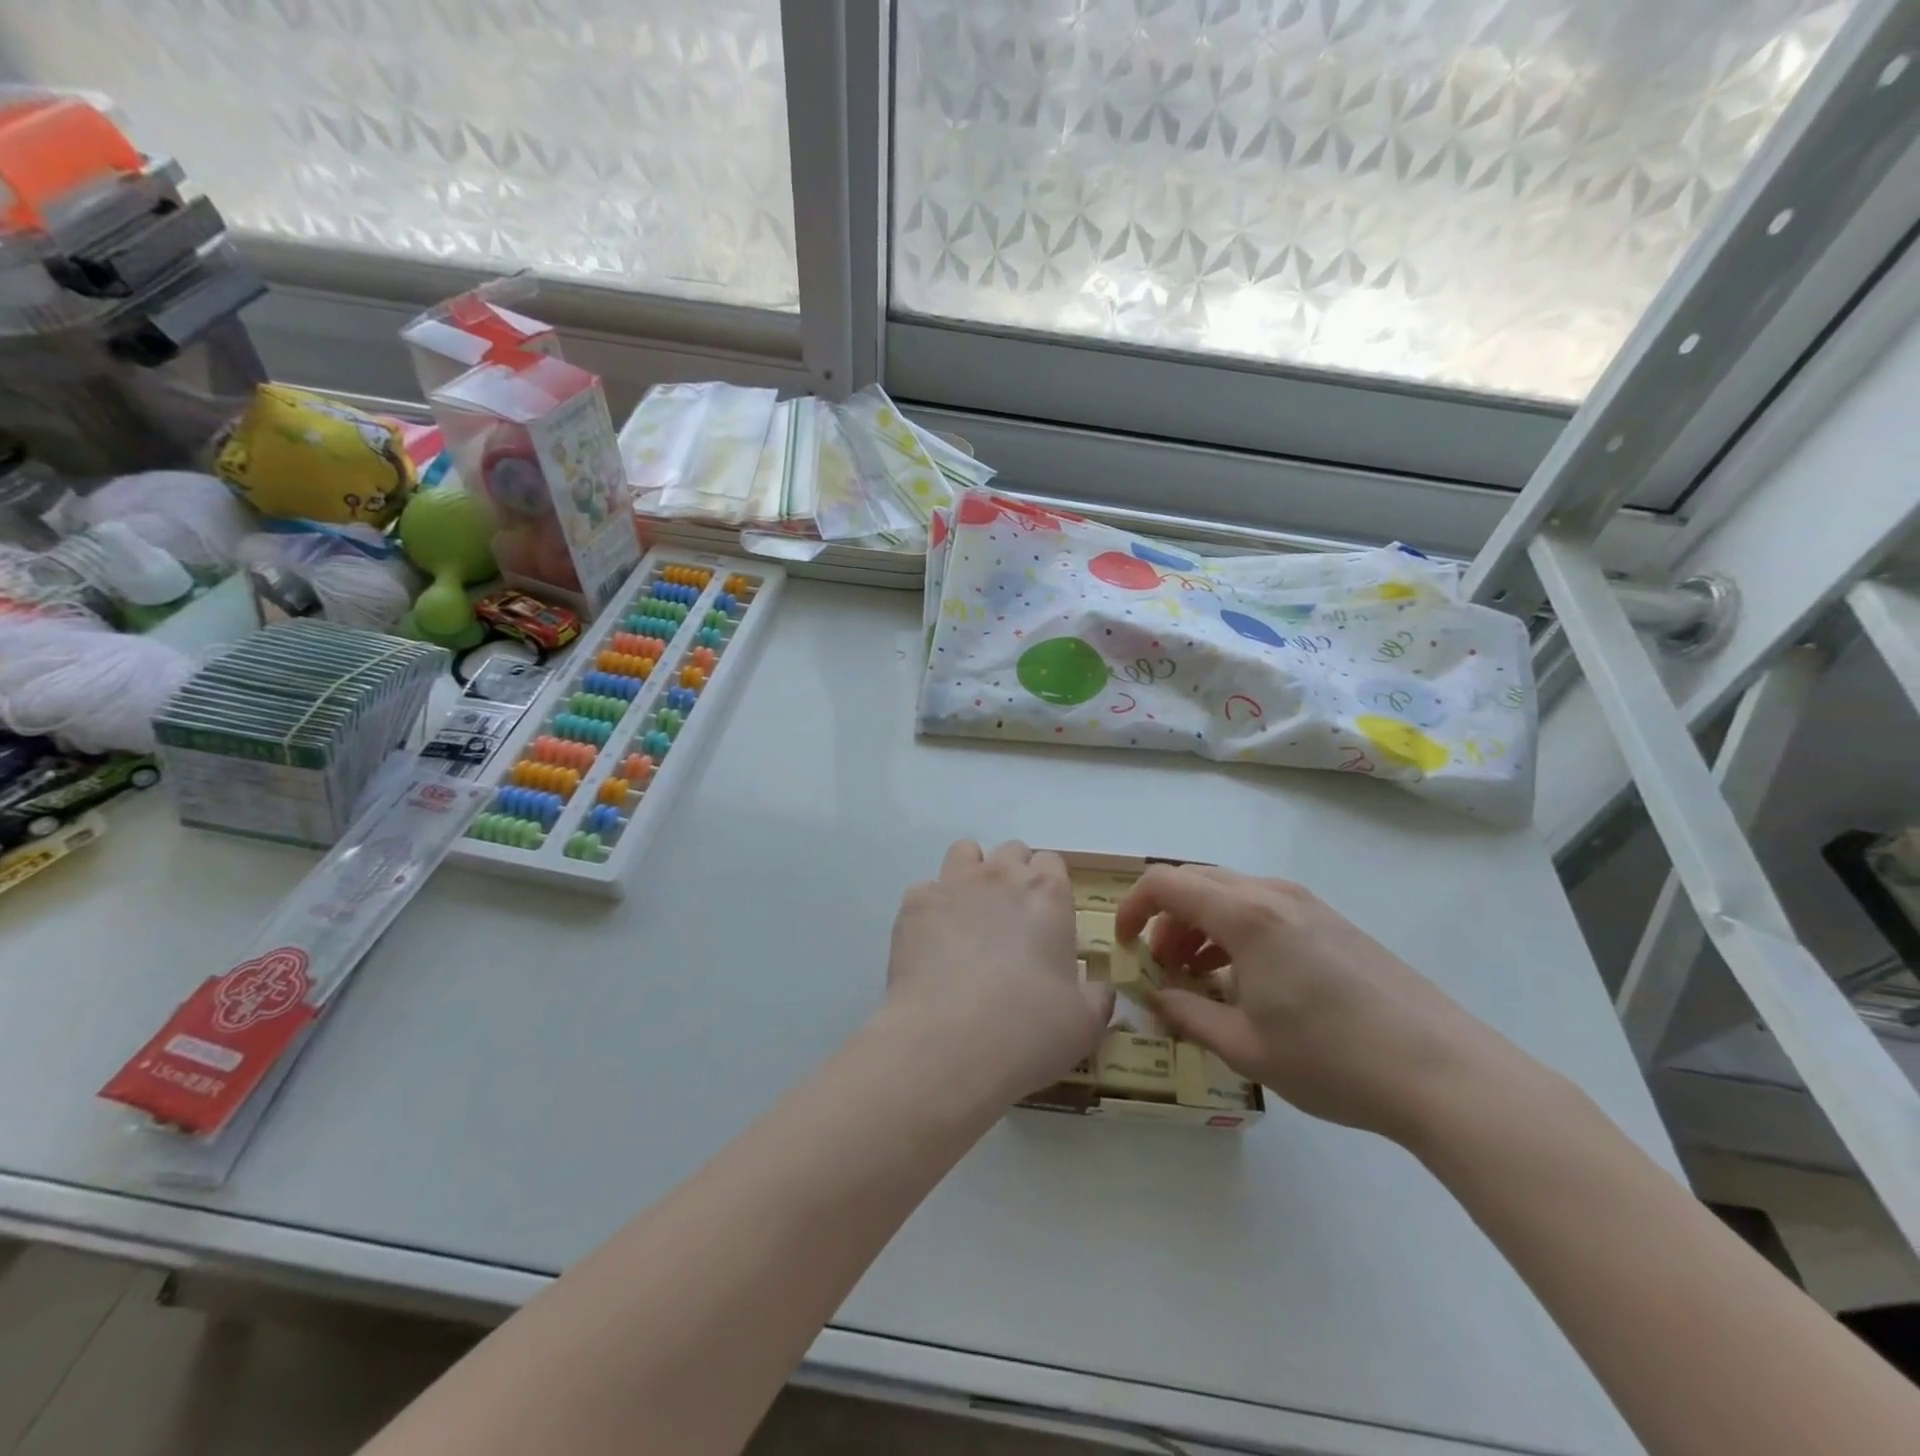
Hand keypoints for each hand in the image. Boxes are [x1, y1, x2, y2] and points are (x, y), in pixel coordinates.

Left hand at [885, 840, 1114, 1095]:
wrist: (949, 1042)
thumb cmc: (1029, 1030)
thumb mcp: (1085, 1024)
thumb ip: (1096, 997)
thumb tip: (1099, 990)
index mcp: (1048, 895)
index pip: (1052, 863)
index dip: (1050, 887)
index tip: (1047, 919)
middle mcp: (1001, 876)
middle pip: (1011, 851)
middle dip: (1013, 875)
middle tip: (1011, 920)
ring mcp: (953, 884)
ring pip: (965, 852)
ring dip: (971, 874)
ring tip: (970, 917)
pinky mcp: (914, 904)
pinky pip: (925, 889)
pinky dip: (931, 908)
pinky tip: (932, 943)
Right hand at [1115, 865, 1509, 1143]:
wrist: (1444, 1073)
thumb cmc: (1334, 1060)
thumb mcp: (1245, 1047)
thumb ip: (1188, 1015)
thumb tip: (1155, 998)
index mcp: (1246, 916)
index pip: (1165, 883)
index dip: (1131, 907)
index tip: (1122, 945)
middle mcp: (1272, 894)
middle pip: (1196, 882)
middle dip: (1165, 919)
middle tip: (1161, 968)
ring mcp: (1307, 904)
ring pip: (1229, 893)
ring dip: (1200, 925)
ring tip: (1200, 977)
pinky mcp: (1331, 921)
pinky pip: (1263, 908)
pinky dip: (1234, 930)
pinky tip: (1247, 979)